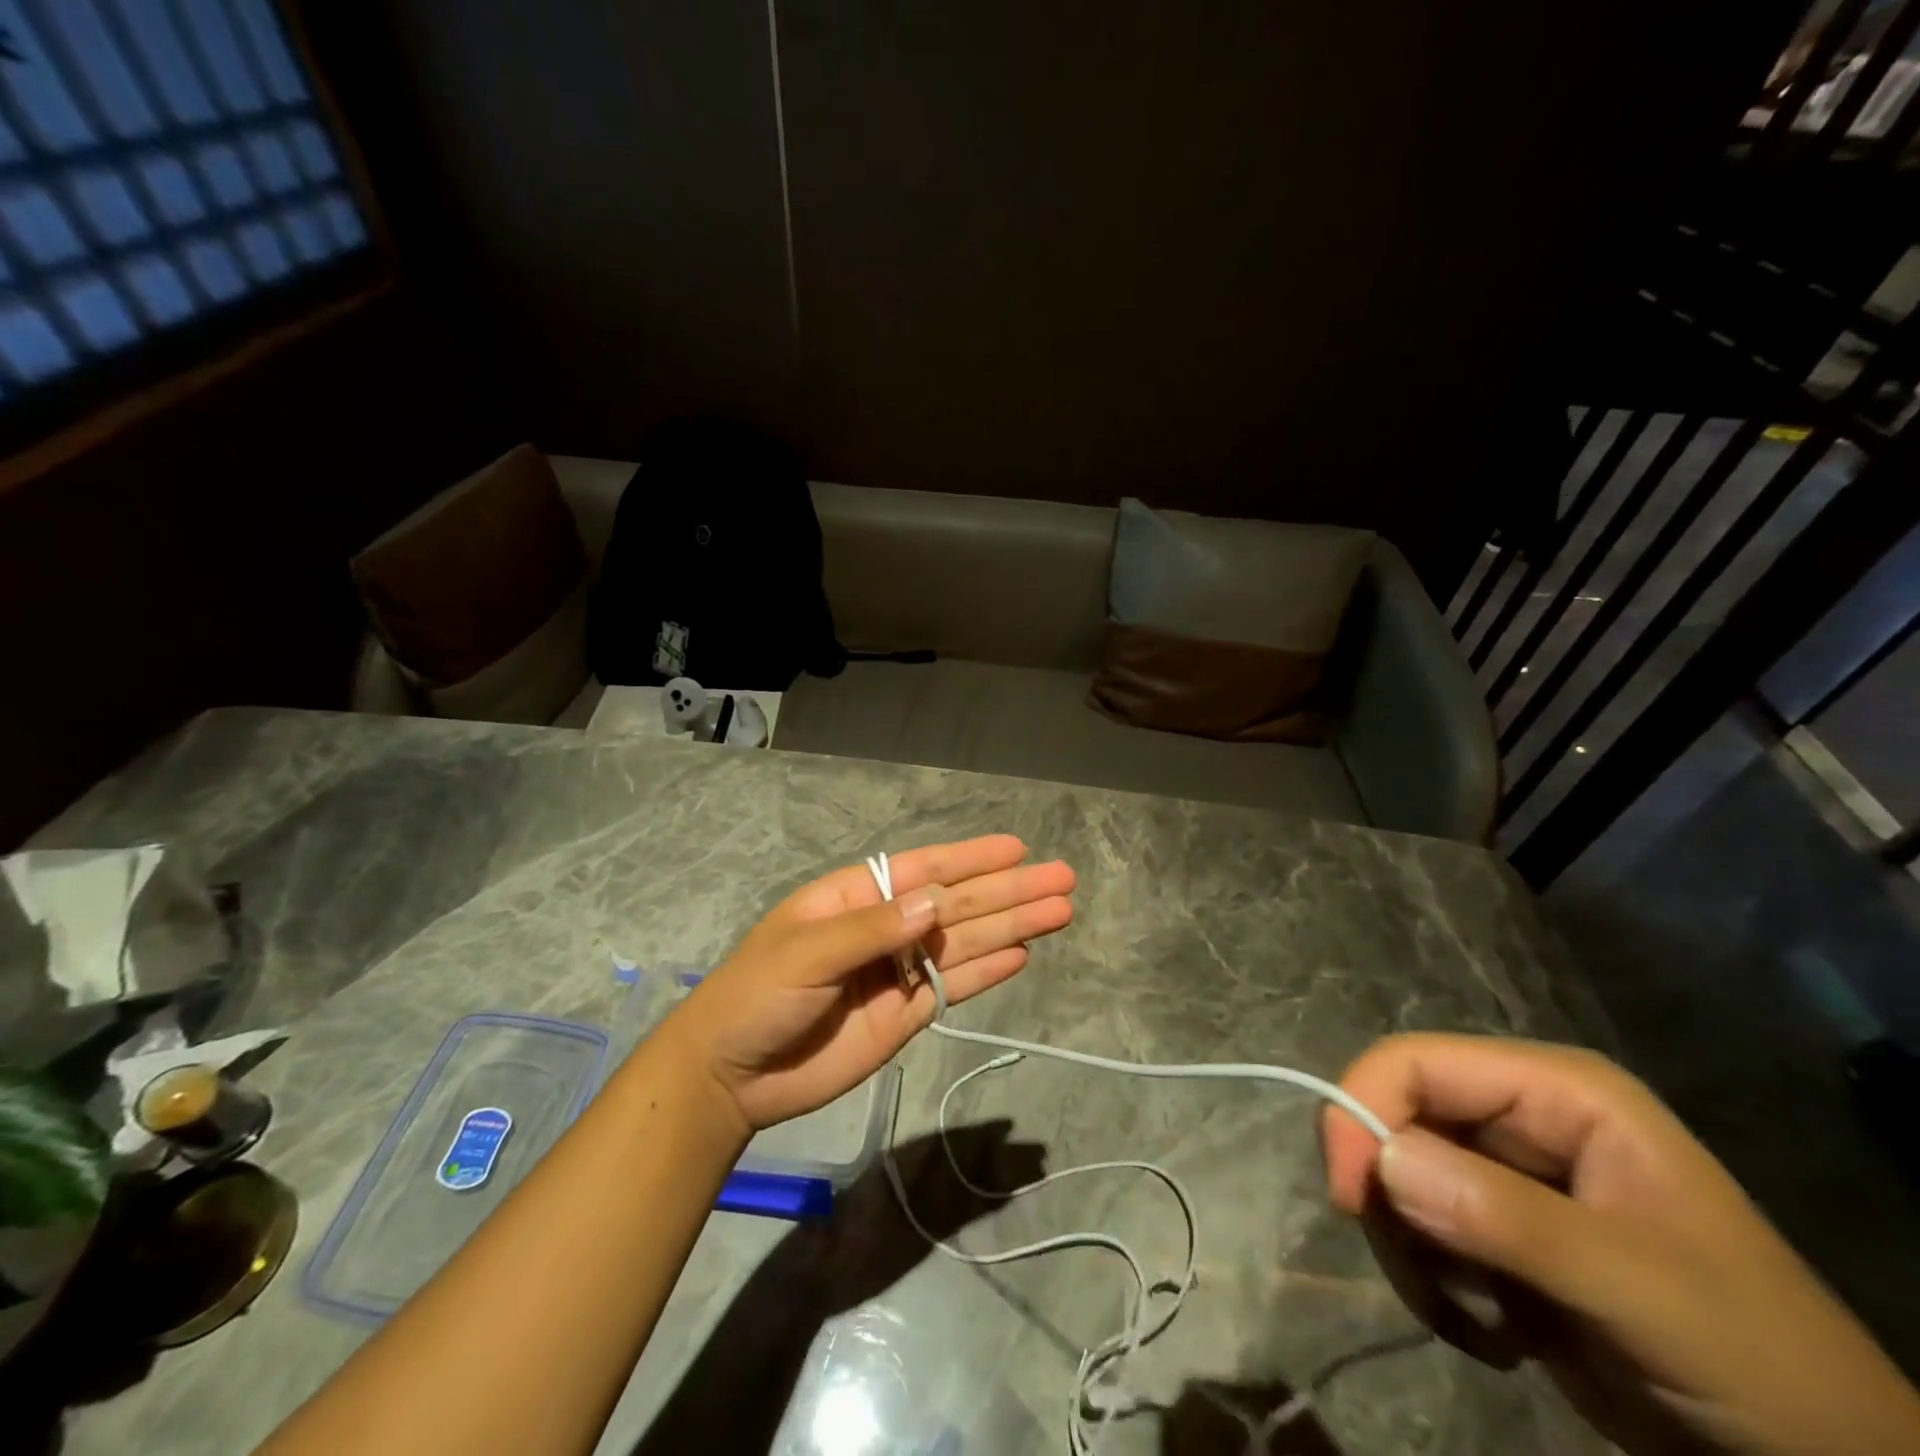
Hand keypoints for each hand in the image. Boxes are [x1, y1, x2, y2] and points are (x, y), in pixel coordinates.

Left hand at [672, 835, 1073, 1131]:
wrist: (730, 1075)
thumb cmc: (757, 995)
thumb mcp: (805, 953)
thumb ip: (872, 930)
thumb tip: (936, 904)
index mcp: (858, 898)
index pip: (926, 870)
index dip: (973, 859)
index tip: (1018, 848)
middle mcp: (887, 928)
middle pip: (958, 905)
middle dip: (1009, 892)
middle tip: (1063, 879)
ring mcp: (899, 972)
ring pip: (966, 942)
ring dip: (1012, 927)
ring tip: (1059, 912)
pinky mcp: (905, 1014)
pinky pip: (954, 986)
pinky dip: (987, 970)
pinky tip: (1022, 955)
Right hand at [1322, 1034, 1919, 1455]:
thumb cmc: (1754, 1357)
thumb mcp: (1639, 1289)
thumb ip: (1509, 1218)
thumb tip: (1382, 1163)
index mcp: (1553, 1089)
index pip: (1414, 1062)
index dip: (1361, 1109)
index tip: (1348, 1197)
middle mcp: (1519, 1114)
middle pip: (1395, 1117)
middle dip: (1392, 1199)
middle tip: (1426, 1279)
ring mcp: (1505, 1172)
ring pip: (1396, 1178)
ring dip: (1411, 1251)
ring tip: (1472, 1321)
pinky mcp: (1495, 1227)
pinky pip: (1417, 1229)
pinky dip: (1430, 1282)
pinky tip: (1490, 1334)